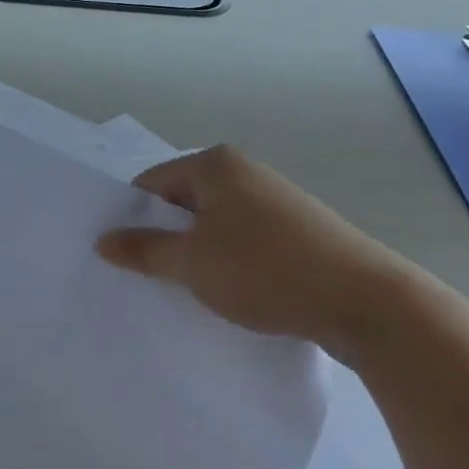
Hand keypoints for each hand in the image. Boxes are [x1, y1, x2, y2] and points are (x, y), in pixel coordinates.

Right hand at [97, 145, 424, 362]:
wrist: (366, 302)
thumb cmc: (265, 270)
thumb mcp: (192, 263)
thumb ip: (143, 250)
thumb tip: (103, 241)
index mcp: (214, 165)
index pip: (151, 184)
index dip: (131, 219)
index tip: (120, 256)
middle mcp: (244, 172)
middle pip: (183, 202)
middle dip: (164, 237)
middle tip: (145, 276)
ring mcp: (274, 200)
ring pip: (214, 224)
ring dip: (196, 253)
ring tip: (186, 289)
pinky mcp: (297, 230)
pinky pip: (244, 240)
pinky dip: (228, 262)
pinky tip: (229, 293)